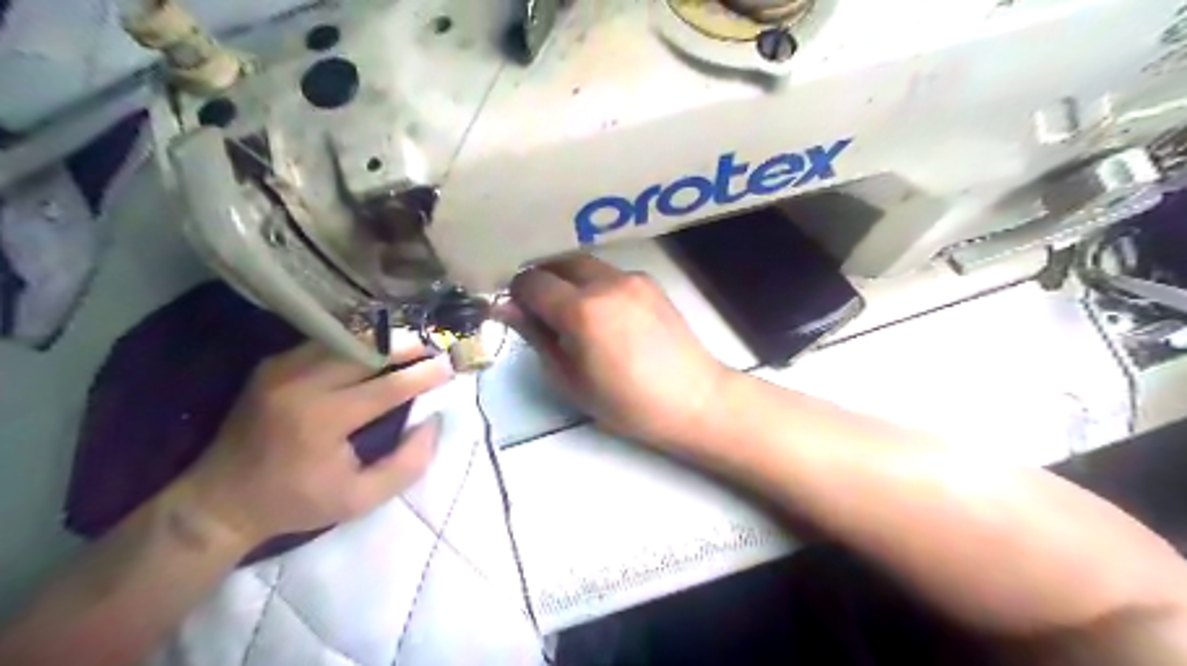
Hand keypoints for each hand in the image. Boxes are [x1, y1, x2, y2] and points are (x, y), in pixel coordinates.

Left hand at [182, 342, 453, 547]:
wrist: (218, 501)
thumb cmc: (297, 502)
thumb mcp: (361, 500)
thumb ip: (407, 464)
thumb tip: (433, 421)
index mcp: (323, 421)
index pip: (387, 387)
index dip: (423, 375)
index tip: (450, 366)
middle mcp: (301, 385)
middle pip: (367, 352)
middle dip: (406, 347)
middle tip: (434, 347)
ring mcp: (282, 370)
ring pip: (345, 340)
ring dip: (382, 340)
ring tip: (410, 345)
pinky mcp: (272, 365)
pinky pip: (323, 343)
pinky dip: (354, 343)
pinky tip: (373, 349)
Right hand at [502, 254, 727, 446]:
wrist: (693, 399)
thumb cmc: (626, 403)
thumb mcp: (570, 379)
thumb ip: (536, 337)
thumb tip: (506, 307)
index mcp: (582, 310)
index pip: (532, 281)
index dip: (517, 294)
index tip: (518, 312)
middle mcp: (606, 283)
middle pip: (559, 262)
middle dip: (542, 279)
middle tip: (539, 309)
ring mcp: (632, 278)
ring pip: (585, 264)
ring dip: (569, 279)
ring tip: (571, 312)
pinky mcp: (650, 282)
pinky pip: (610, 274)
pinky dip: (595, 284)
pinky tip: (604, 314)